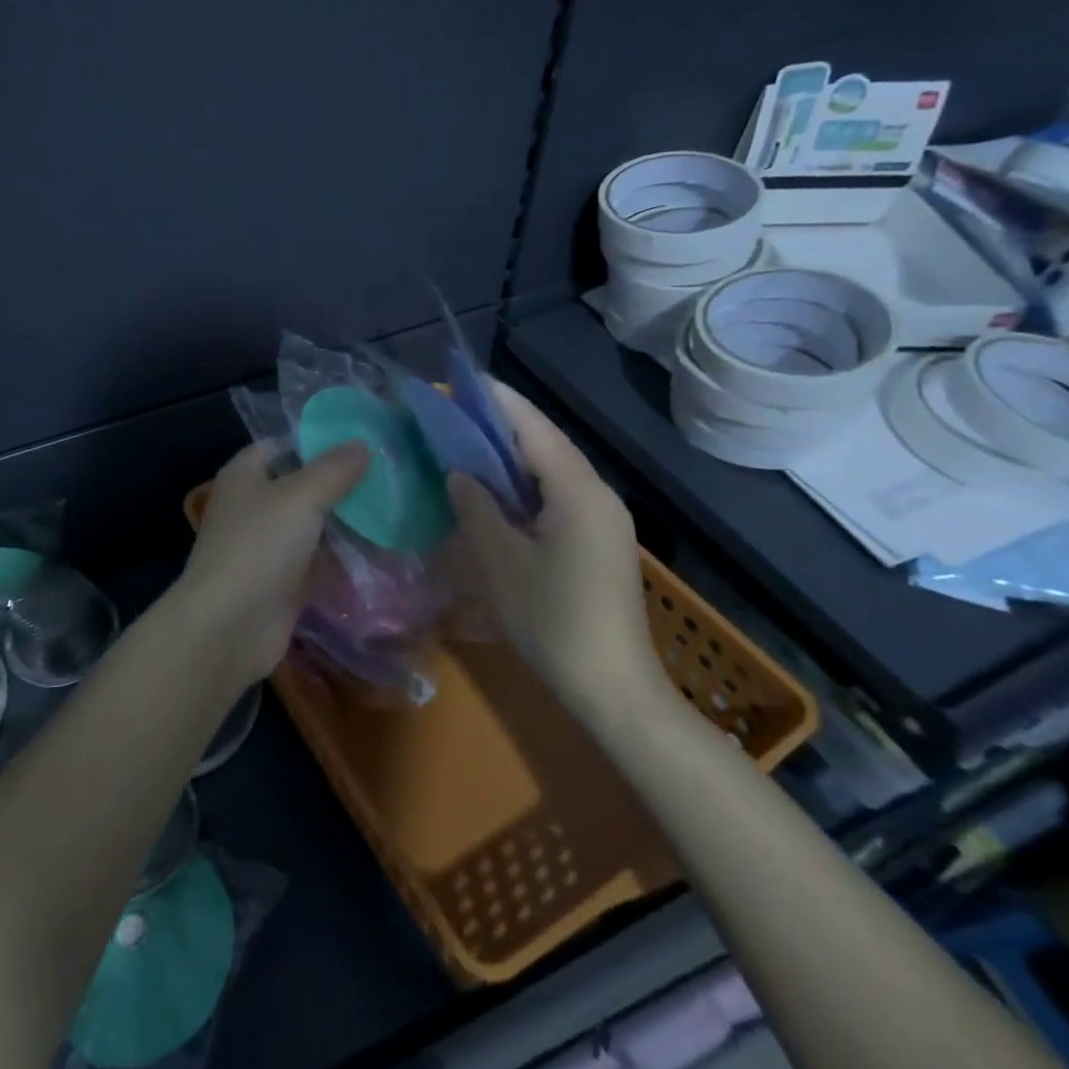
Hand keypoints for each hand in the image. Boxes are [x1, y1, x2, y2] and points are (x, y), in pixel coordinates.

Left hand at [174, 441, 368, 684]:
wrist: (228, 628)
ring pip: (311, 527)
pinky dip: (342, 561)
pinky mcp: (281, 584)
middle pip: (300, 487)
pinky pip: (316, 564)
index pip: (281, 446)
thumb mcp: (300, 497)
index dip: (316, 441)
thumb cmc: (259, 547)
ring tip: (393, 511)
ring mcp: (266, 548)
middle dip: (339, 484)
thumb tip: (361, 444)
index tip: (361, 441)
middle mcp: (253, 507)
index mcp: (245, 475)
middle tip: (388, 477)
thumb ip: (333, 470)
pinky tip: (381, 554)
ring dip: (344, 524)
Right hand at [445, 380, 662, 718]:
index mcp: (578, 491)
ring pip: (553, 468)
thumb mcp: (502, 562)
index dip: (496, 400)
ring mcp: (604, 518)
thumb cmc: (553, 621)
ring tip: (467, 441)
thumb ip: (477, 507)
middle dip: (501, 423)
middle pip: (546, 442)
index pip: (533, 428)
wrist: (615, 689)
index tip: (460, 380)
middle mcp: (597, 494)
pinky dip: (526, 481)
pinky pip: (559, 493)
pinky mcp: (600, 539)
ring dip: (512, 453)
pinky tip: (497, 488)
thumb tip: (459, 473)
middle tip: (453, 412)